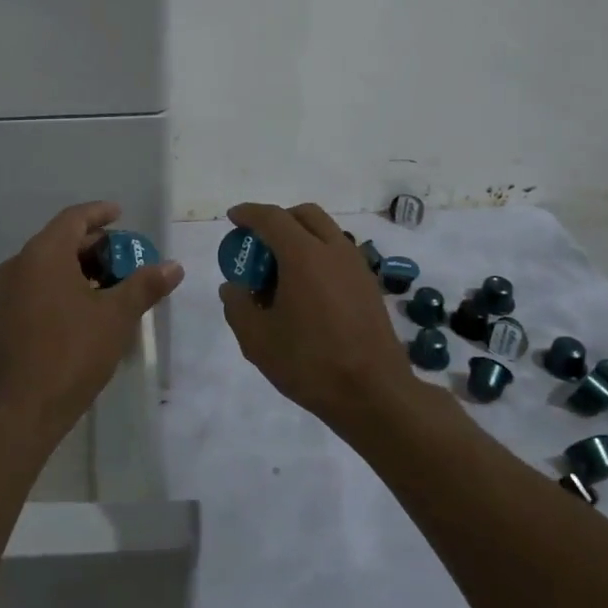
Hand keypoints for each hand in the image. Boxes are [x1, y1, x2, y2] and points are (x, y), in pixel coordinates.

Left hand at [0, 201, 184, 446]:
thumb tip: (174, 266)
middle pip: (62, 239)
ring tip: (115, 281)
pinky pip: (40, 284)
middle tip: (127, 255)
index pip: (74, 218)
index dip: (100, 213)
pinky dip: (66, 284)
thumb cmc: (72, 353)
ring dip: (82, 266)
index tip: (121, 214)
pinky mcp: (7, 316)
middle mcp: (21, 264)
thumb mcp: (116, 316)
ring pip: (50, 264)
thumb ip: (145, 285)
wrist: (22, 409)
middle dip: (96, 244)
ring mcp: (9, 292)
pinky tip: (90, 305)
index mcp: (43, 254)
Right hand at [218, 202, 414, 432]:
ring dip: (300, 236)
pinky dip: (318, 255)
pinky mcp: (369, 285)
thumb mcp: (257, 340)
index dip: (249, 213)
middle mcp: (334, 250)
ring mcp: (357, 266)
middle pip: (304, 215)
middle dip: (278, 220)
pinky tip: (307, 290)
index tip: (233, 218)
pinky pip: (339, 253)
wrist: (374, 394)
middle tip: (259, 243)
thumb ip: (237, 306)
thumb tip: (232, 287)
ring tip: (282, 270)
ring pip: (326, 232)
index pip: (271, 218)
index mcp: (304, 255)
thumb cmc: (310, 363)